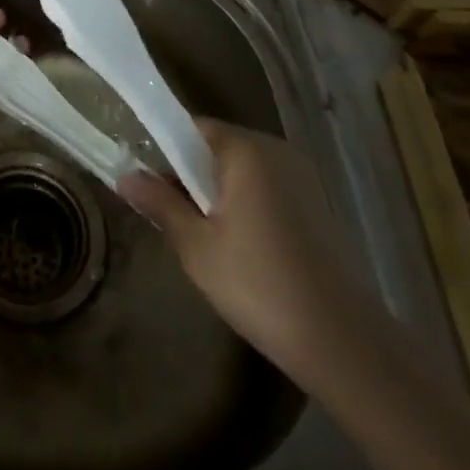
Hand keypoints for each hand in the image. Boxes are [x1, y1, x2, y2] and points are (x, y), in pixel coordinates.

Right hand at [119, 117, 361, 380]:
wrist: (344, 342)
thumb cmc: (259, 284)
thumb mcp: (196, 246)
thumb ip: (160, 203)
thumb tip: (125, 176)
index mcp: (245, 149)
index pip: (191, 127)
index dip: (163, 149)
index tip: (147, 182)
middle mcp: (275, 151)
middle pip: (217, 148)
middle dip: (190, 176)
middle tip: (171, 216)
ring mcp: (302, 177)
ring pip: (242, 171)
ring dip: (218, 194)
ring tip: (204, 238)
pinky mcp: (317, 205)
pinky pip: (266, 190)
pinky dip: (246, 207)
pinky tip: (242, 250)